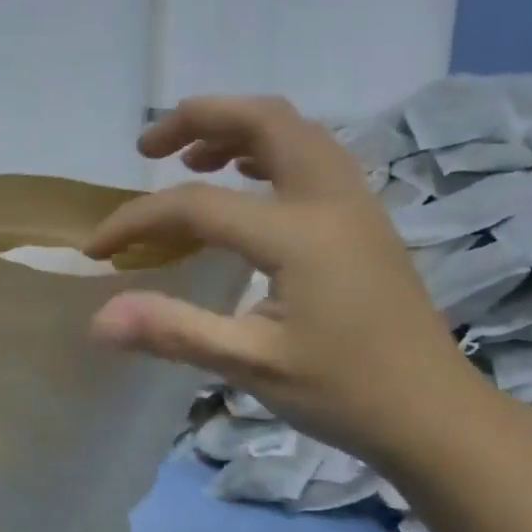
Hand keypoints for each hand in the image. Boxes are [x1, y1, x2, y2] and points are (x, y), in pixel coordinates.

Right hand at [85, 95, 487, 468]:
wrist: (434, 414)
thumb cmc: (345, 391)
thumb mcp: (252, 365)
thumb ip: (174, 331)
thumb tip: (99, 319)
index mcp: (300, 233)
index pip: (198, 205)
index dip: (137, 220)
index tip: (97, 249)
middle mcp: (331, 199)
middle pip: (265, 118)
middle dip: (198, 118)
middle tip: (147, 148)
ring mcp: (355, 204)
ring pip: (295, 130)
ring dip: (236, 127)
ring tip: (189, 158)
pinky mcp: (363, 219)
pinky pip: (311, 156)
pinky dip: (268, 150)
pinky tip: (246, 183)